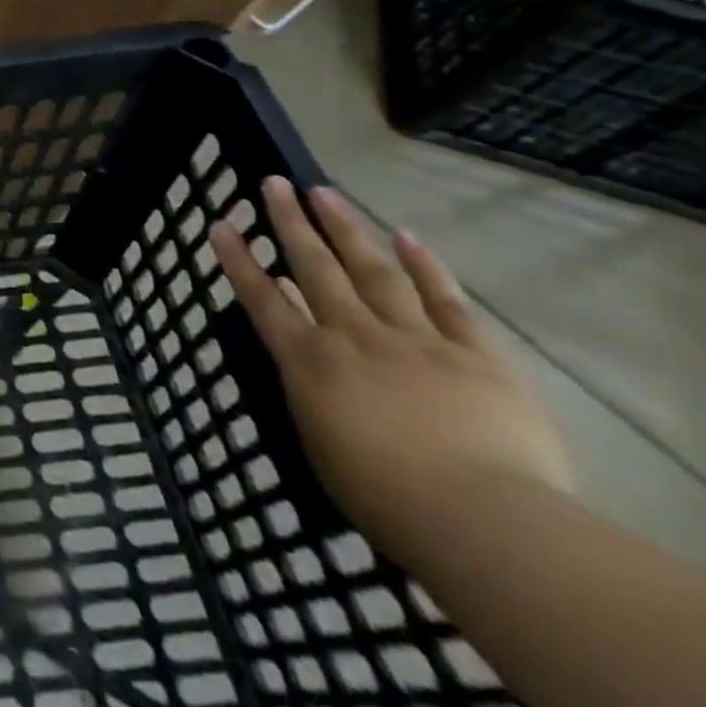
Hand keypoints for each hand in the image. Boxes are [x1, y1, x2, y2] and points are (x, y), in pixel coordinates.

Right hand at [211, 178, 572, 564]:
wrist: (484, 523)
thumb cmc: (386, 499)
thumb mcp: (319, 443)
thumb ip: (307, 389)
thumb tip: (300, 348)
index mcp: (310, 362)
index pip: (262, 298)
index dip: (238, 259)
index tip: (221, 222)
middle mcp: (353, 336)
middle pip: (315, 268)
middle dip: (290, 222)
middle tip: (275, 183)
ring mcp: (415, 341)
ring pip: (373, 271)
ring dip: (346, 229)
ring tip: (324, 193)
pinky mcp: (476, 356)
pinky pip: (447, 301)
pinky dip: (426, 267)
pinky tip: (407, 237)